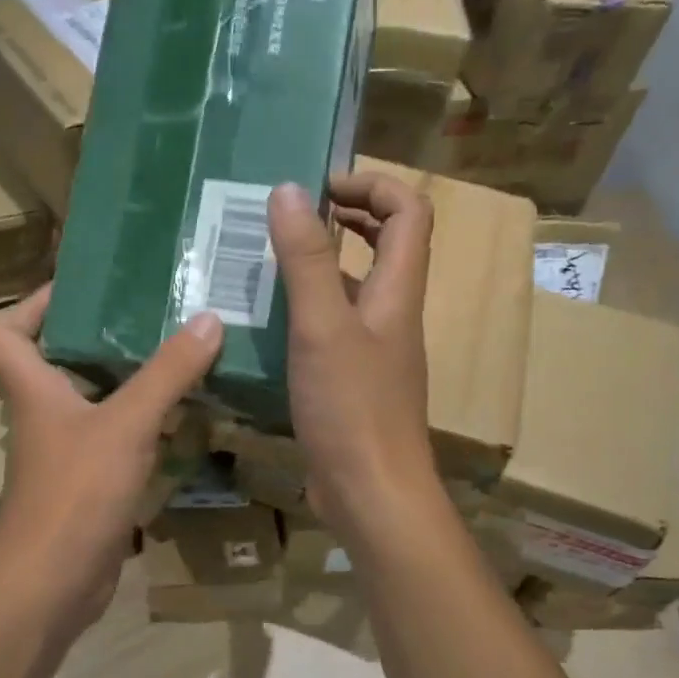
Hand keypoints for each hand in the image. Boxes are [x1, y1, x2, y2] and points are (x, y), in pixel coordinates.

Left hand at [0, 285, 223, 631]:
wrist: (51, 583)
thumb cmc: (75, 492)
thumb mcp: (126, 425)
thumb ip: (167, 373)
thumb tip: (207, 319)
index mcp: (33, 389)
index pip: (4, 332)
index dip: (31, 304)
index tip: (81, 289)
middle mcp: (42, 416)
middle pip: (55, 361)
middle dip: (97, 336)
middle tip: (150, 315)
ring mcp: (63, 454)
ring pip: (90, 402)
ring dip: (126, 381)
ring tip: (176, 355)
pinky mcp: (85, 486)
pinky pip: (112, 441)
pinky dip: (140, 426)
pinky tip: (181, 417)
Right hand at [267, 175, 438, 544]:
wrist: (371, 491)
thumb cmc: (352, 408)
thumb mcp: (322, 327)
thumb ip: (306, 260)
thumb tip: (289, 190)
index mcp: (398, 292)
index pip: (410, 213)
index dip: (373, 186)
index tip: (321, 187)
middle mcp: (393, 315)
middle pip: (389, 245)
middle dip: (349, 217)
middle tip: (295, 215)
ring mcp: (374, 352)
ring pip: (357, 289)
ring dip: (322, 265)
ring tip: (270, 261)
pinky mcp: (353, 382)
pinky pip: (334, 329)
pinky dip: (308, 311)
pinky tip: (268, 323)